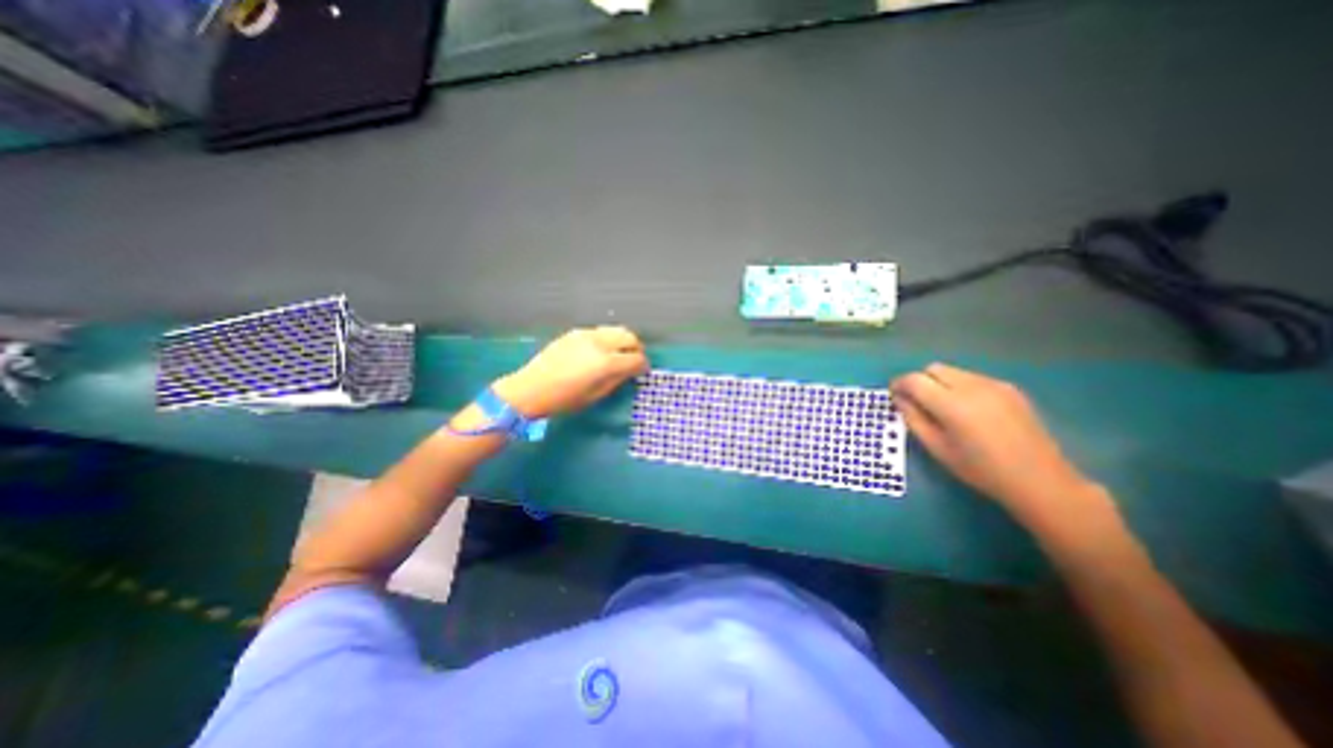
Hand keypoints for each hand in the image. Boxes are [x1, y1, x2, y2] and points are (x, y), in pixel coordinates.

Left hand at [495, 327, 650, 420]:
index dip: (643, 365)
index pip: (636, 358)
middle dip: (636, 348)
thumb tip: (630, 371)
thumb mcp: (596, 395)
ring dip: (622, 341)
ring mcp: (586, 335)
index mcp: (606, 363)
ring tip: (619, 354)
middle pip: (629, 337)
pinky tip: (600, 352)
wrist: (531, 388)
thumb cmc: (565, 399)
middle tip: (634, 360)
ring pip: (615, 330)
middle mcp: (599, 343)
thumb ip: (617, 379)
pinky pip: (599, 332)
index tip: (642, 371)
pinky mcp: (575, 332)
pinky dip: (607, 339)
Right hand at [893, 362, 1103, 524]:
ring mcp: (994, 385)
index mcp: (953, 405)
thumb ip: (914, 419)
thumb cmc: (981, 470)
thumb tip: (899, 399)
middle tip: (917, 402)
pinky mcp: (1009, 388)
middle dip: (920, 381)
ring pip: (953, 371)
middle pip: (934, 368)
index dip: (899, 384)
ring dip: (940, 383)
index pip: (915, 380)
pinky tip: (968, 410)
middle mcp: (973, 387)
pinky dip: (960, 387)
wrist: (1040, 480)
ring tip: (943, 407)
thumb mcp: (937, 448)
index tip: (894, 395)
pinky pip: (972, 378)